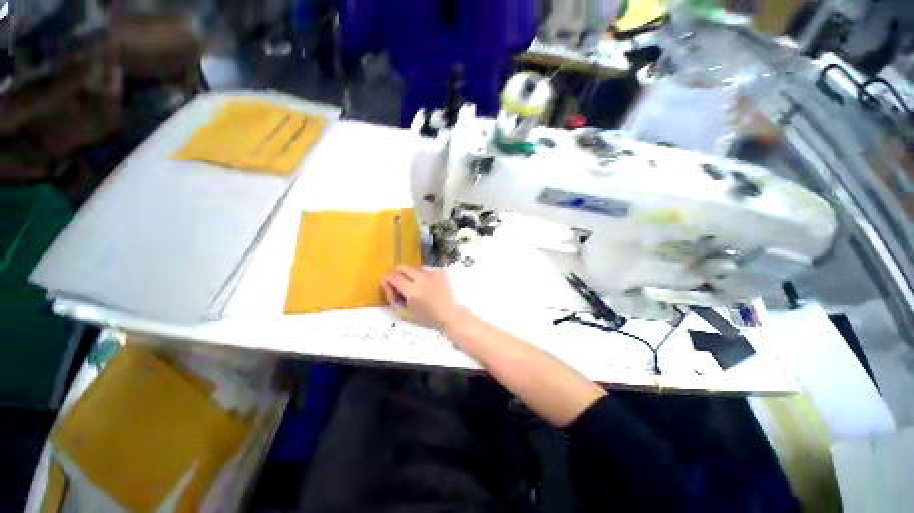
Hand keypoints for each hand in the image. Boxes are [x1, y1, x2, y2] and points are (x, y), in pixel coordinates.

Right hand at [381, 266, 463, 327]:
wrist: (451, 314)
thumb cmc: (428, 317)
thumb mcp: (407, 311)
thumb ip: (395, 298)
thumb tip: (389, 286)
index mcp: (412, 290)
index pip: (393, 277)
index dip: (386, 279)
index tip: (386, 283)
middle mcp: (421, 278)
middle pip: (402, 267)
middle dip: (397, 273)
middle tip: (398, 283)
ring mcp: (432, 273)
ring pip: (414, 267)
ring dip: (410, 274)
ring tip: (414, 284)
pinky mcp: (440, 271)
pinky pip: (426, 269)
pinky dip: (422, 275)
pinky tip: (426, 284)